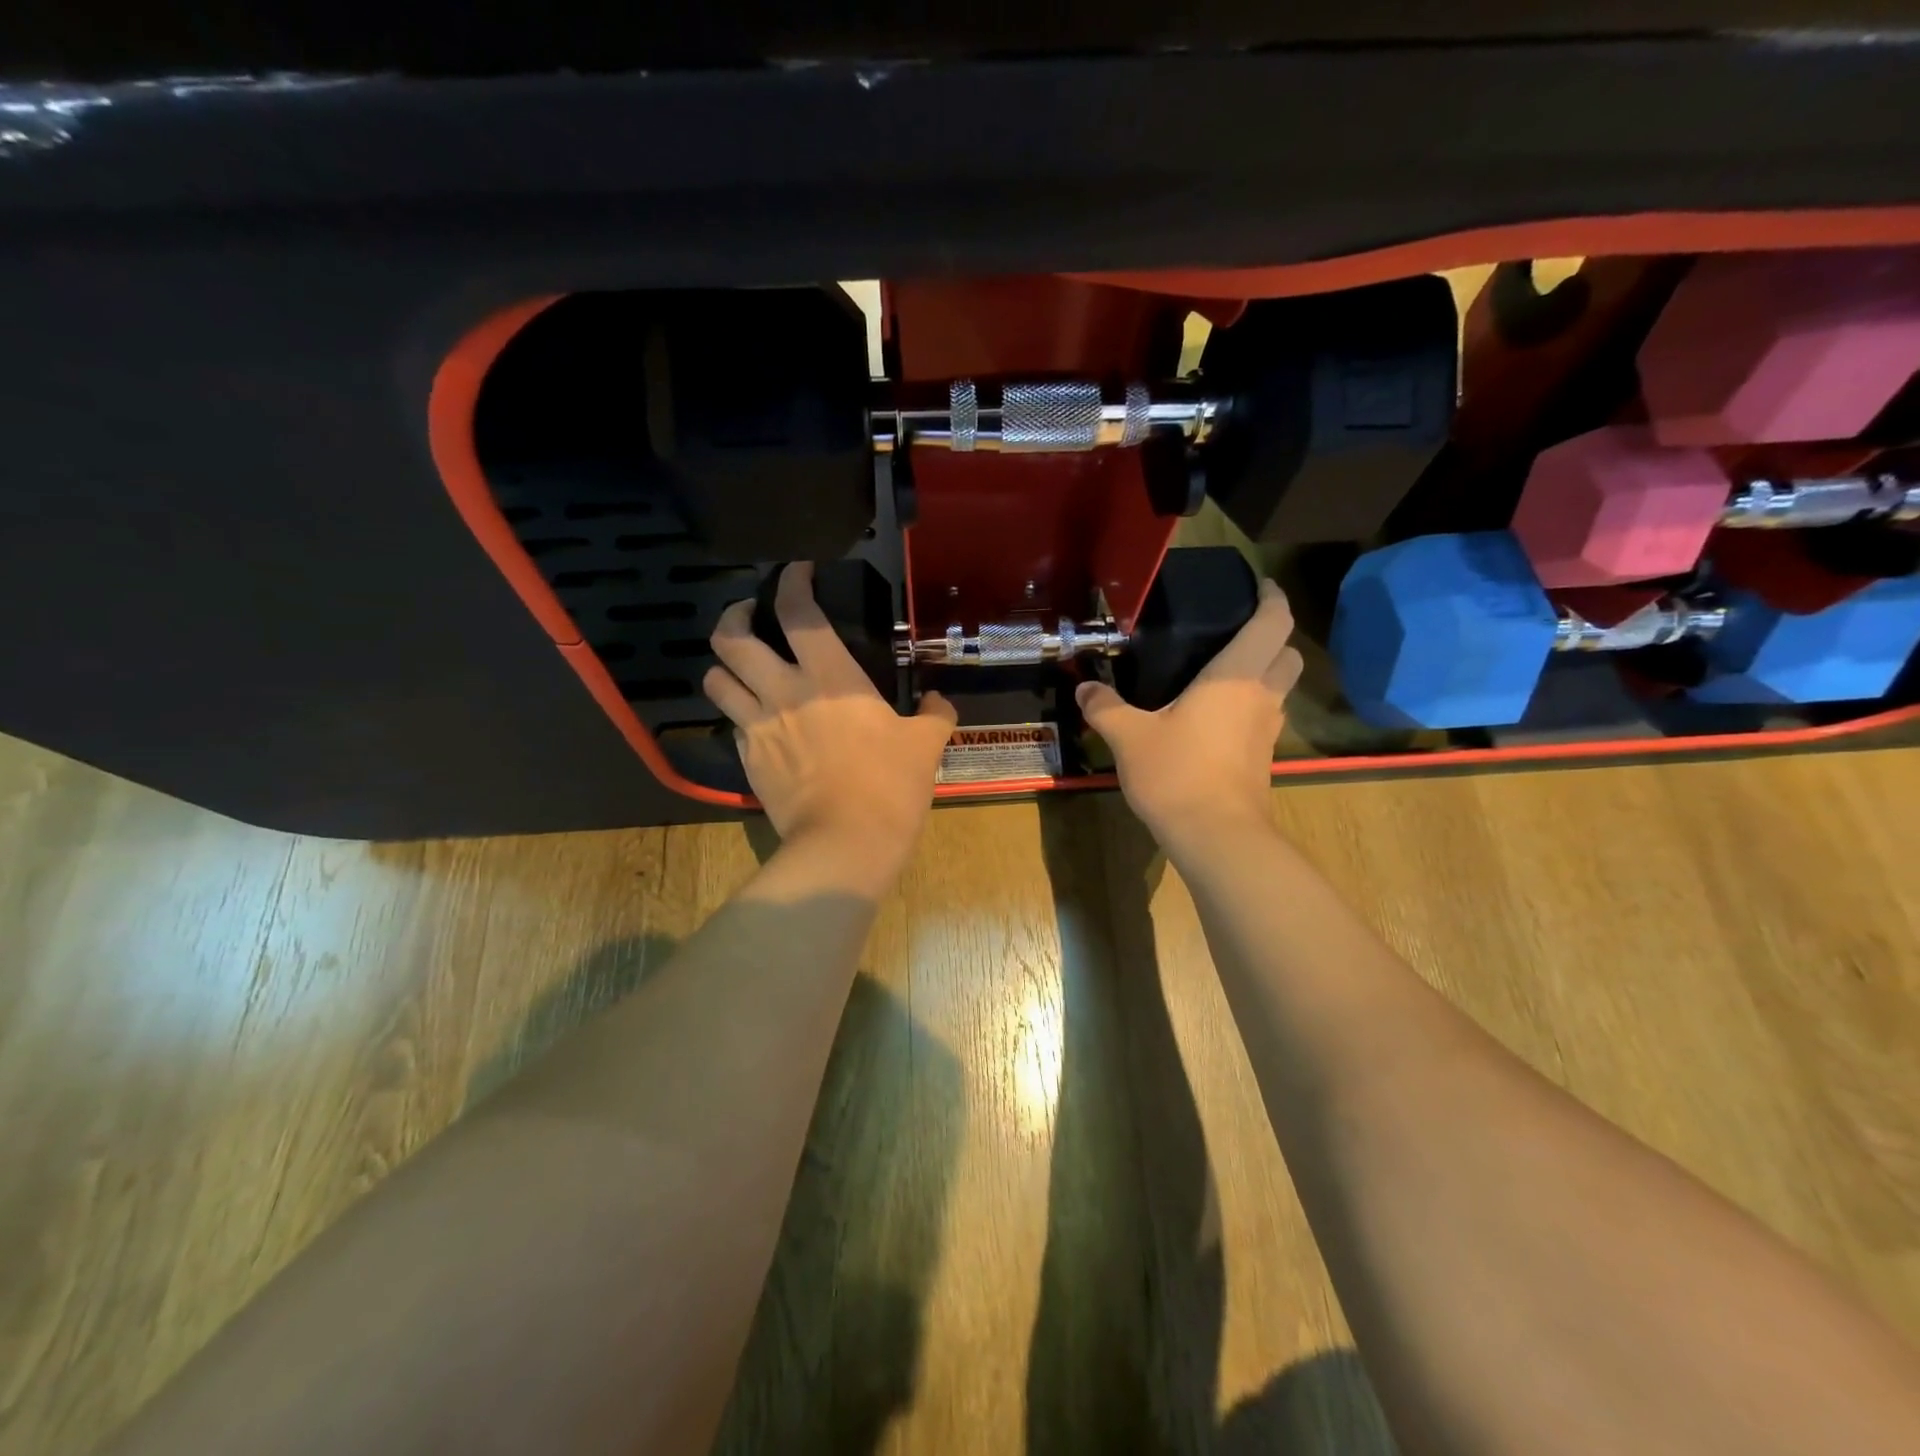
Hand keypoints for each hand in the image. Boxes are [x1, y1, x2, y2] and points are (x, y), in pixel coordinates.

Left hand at [704, 563, 956, 887]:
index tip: (797, 571)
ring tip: (742, 666)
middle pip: (731, 638)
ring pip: (715, 679)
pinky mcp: (747, 760)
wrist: (846, 842)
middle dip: (734, 615)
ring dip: (724, 665)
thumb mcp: (926, 744)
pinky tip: (758, 720)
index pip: (798, 611)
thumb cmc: (890, 785)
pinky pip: (731, 723)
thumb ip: (934, 714)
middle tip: (751, 614)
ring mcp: (758, 727)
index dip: (792, 580)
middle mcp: (783, 691)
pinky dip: (739, 712)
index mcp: (829, 677)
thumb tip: (938, 702)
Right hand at [1076, 578, 1301, 856]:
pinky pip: (1265, 717)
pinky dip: (1250, 706)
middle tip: (1235, 633)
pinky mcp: (1262, 758)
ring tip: (1221, 672)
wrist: (1216, 836)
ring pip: (1280, 687)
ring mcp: (1267, 730)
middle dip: (1272, 636)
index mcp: (1237, 676)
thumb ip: (1105, 707)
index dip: (1271, 598)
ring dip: (1264, 672)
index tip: (1258, 586)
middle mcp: (1261, 696)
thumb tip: (1084, 689)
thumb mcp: (1129, 737)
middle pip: (1287, 653)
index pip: (1274, 622)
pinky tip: (1214, 716)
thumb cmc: (1177, 773)